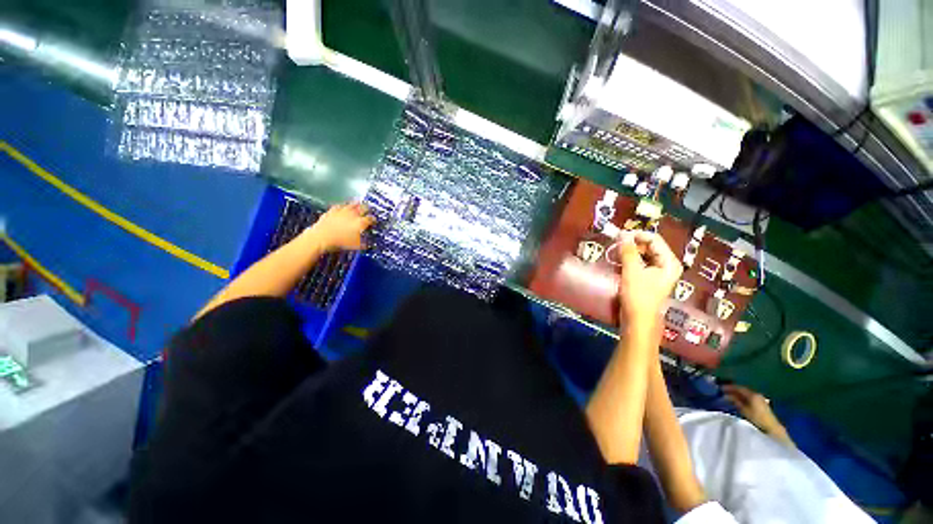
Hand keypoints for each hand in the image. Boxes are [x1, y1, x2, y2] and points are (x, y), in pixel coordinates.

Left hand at [305, 202, 374, 251]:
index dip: (373, 219)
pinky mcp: (332, 210)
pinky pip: (339, 206)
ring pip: (352, 204)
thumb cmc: (340, 242)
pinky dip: (342, 206)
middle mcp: (353, 214)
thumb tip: (366, 244)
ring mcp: (342, 211)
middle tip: (368, 209)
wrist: (322, 237)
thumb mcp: (356, 245)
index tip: (374, 221)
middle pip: (363, 208)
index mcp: (361, 222)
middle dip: (367, 208)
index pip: (371, 219)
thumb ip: (363, 243)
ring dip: (356, 204)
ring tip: (358, 203)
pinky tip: (342, 206)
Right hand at [616, 231, 682, 325]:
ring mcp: (658, 273)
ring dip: (629, 252)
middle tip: (615, 244)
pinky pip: (640, 263)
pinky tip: (619, 262)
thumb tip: (622, 234)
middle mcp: (666, 265)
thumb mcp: (632, 271)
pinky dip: (629, 260)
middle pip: (650, 246)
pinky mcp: (648, 279)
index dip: (637, 235)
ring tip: (615, 252)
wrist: (638, 319)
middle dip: (632, 244)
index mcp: (669, 262)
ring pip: (643, 255)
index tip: (619, 235)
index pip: (654, 239)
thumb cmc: (638, 295)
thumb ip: (628, 251)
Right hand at [723, 384, 784, 435]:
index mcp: (752, 394)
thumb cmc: (757, 419)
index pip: (739, 387)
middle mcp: (756, 395)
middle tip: (723, 391)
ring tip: (729, 396)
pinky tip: (737, 401)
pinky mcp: (761, 404)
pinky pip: (749, 398)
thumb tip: (726, 395)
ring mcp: (760, 399)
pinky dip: (742, 398)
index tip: (720, 387)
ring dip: (737, 394)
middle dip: (733, 390)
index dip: (729, 387)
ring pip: (746, 394)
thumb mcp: (744, 410)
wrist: (771, 428)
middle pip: (743, 390)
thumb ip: (735, 401)